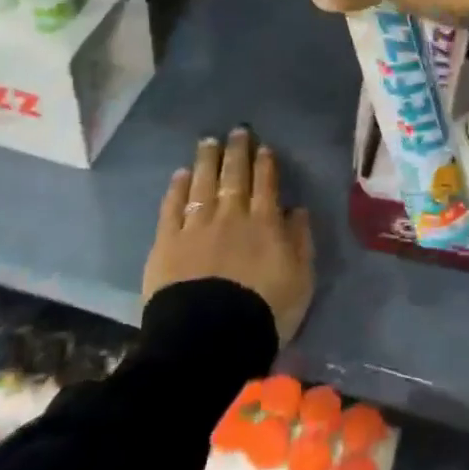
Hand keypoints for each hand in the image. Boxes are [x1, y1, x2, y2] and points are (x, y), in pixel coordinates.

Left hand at [142, 129, 313, 343]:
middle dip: (237, 152)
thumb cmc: (264, 311)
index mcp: (265, 223)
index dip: (265, 163)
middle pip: (234, 176)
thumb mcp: (301, 280)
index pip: (266, 184)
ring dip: (207, 160)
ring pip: (203, 183)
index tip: (263, 147)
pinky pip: (173, 207)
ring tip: (208, 142)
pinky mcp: (168, 241)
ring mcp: (197, 225)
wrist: (210, 337)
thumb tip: (297, 210)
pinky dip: (178, 188)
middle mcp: (231, 215)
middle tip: (237, 132)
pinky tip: (180, 174)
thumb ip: (300, 241)